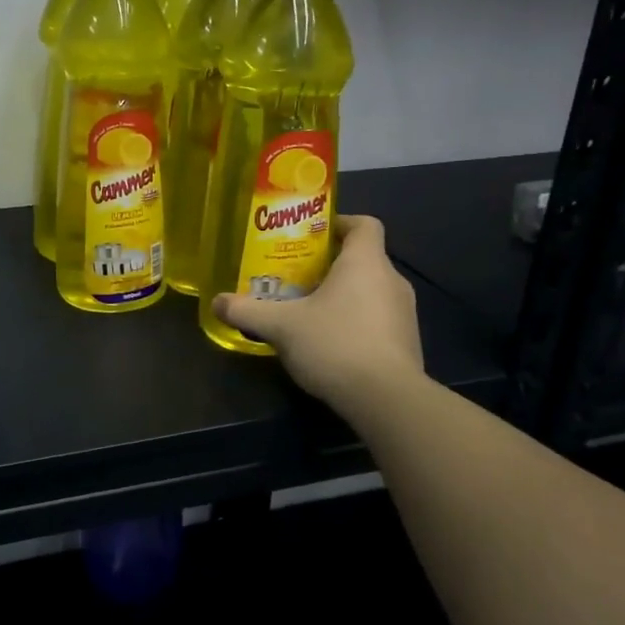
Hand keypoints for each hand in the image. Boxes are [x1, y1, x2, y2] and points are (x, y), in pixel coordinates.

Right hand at [212, 215, 424, 418]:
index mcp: (365, 263)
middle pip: (363, 258)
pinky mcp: (408, 343)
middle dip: (329, 264)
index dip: (339, 223)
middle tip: (295, 275)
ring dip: (342, 295)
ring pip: (370, 290)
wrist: (389, 401)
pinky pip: (378, 319)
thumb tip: (217, 302)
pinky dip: (356, 322)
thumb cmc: (336, 344)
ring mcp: (404, 314)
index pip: (364, 224)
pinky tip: (329, 342)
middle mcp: (392, 280)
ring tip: (307, 310)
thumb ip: (247, 311)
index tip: (311, 235)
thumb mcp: (281, 326)